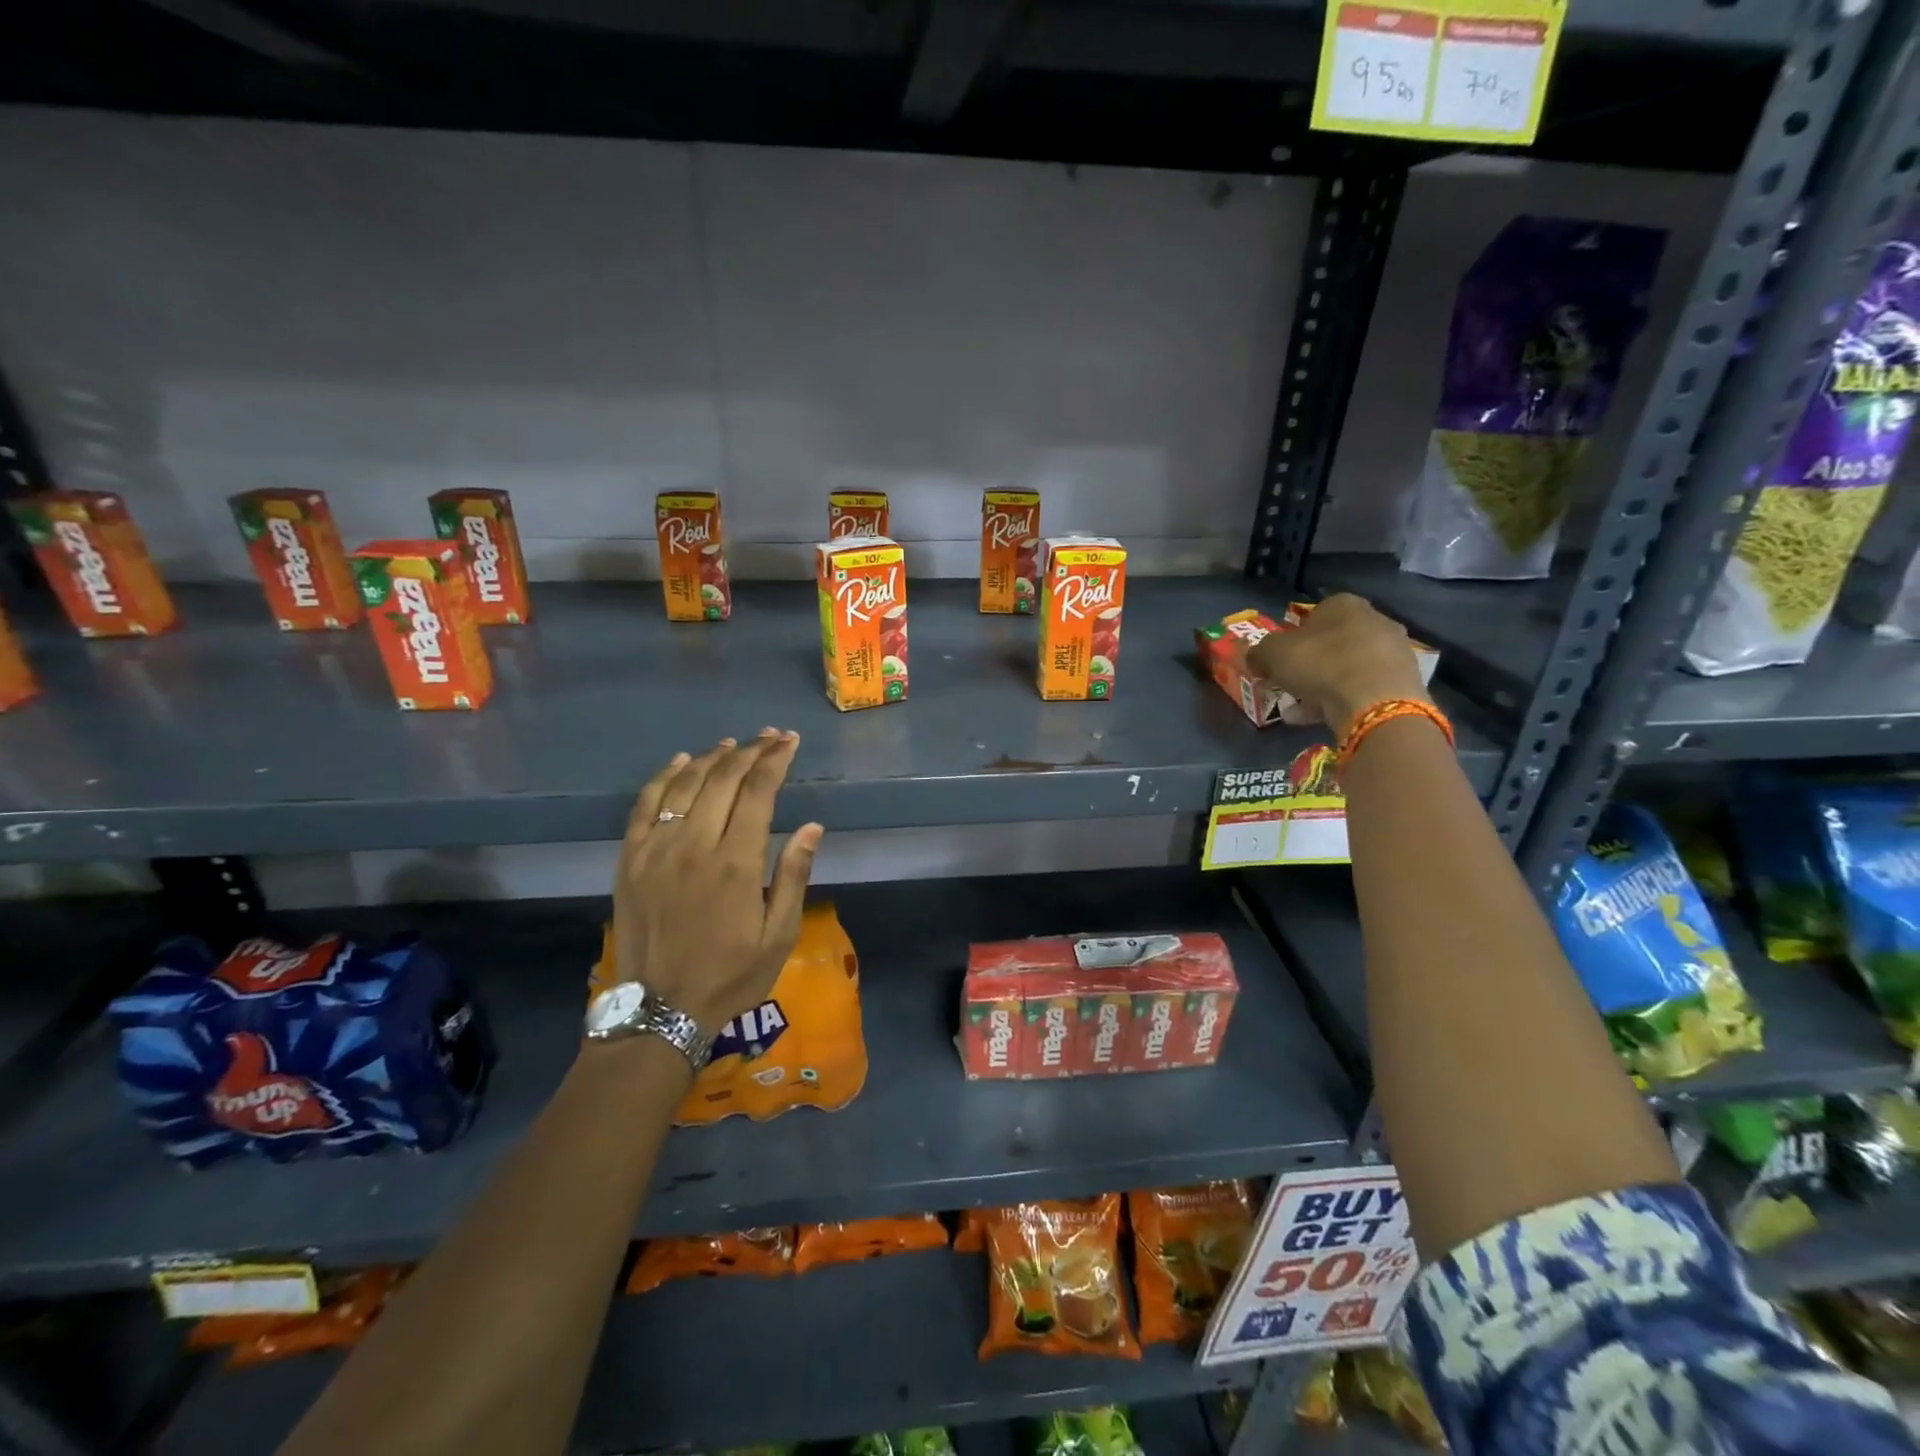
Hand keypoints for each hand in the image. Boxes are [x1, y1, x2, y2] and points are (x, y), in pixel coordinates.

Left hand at [612, 730, 824, 1035]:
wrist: (660, 1011)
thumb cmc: (731, 976)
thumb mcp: (779, 935)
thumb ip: (793, 876)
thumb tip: (813, 826)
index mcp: (736, 862)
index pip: (758, 792)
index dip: (775, 760)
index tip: (789, 742)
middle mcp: (694, 845)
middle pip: (723, 779)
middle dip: (750, 751)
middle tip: (769, 737)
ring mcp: (656, 849)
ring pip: (685, 784)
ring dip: (712, 757)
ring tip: (733, 744)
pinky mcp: (630, 859)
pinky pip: (645, 804)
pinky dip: (664, 777)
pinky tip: (681, 762)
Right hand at [1245, 594, 1430, 737]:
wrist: (1375, 701)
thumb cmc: (1320, 664)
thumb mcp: (1272, 654)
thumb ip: (1259, 653)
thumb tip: (1254, 659)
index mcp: (1344, 604)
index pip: (1315, 613)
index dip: (1294, 636)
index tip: (1282, 659)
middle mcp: (1375, 619)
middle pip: (1334, 640)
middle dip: (1312, 662)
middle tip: (1293, 684)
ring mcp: (1395, 650)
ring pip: (1350, 666)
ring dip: (1325, 684)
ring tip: (1303, 709)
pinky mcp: (1405, 680)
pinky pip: (1365, 687)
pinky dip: (1345, 700)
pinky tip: (1324, 718)